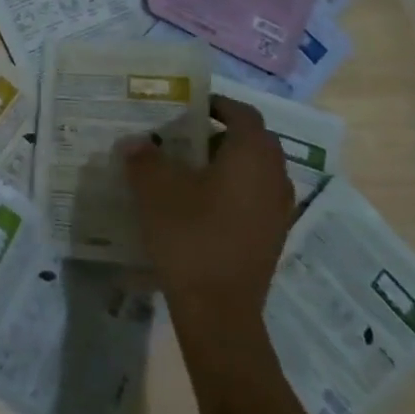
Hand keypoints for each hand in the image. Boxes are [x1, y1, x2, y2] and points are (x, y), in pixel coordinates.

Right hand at [122, 95, 294, 327]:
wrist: (219, 309)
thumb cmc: (190, 236)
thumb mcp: (155, 191)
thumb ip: (144, 159)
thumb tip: (135, 142)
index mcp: (251, 156)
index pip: (243, 114)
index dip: (218, 104)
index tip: (190, 106)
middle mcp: (274, 177)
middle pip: (253, 142)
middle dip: (221, 134)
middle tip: (184, 136)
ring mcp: (278, 211)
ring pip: (256, 172)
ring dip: (228, 164)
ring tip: (189, 170)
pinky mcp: (272, 238)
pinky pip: (255, 198)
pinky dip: (233, 191)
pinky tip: (200, 205)